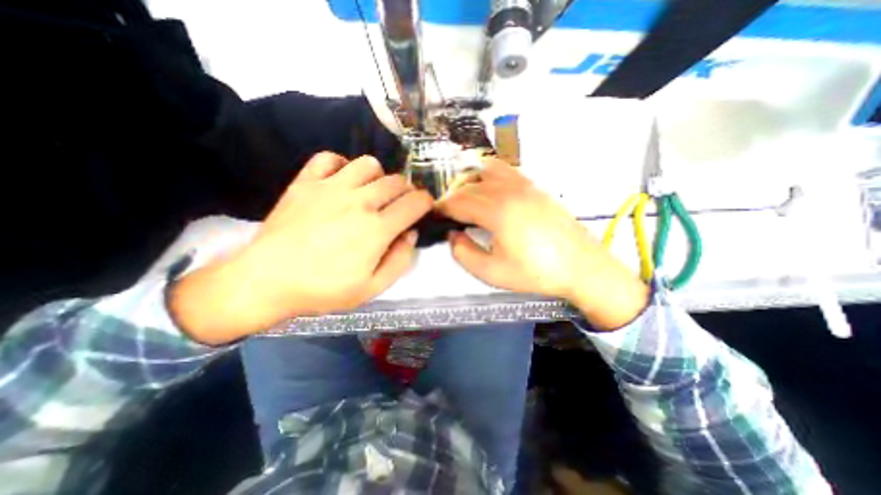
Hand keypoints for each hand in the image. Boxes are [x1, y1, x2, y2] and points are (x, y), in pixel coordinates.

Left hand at [170, 150, 431, 344]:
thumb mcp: (372, 288)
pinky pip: (329, 157)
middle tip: (400, 204)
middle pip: (396, 181)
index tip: (424, 208)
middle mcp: (359, 202)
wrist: (266, 281)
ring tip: (372, 193)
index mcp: (377, 229)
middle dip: (407, 191)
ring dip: (379, 177)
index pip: (415, 203)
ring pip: (369, 164)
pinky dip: (342, 165)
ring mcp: (330, 188)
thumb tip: (411, 234)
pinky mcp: (306, 182)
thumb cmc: (323, 289)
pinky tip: (342, 181)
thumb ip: (400, 261)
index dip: (426, 203)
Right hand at [438, 158, 647, 330]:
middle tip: (447, 214)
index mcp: (497, 212)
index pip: (459, 202)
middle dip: (453, 198)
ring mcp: (524, 186)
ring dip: (469, 184)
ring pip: (485, 173)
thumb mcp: (492, 273)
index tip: (434, 215)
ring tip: (466, 201)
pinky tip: (489, 190)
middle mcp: (509, 191)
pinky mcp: (535, 187)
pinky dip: (489, 175)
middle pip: (469, 186)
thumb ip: (464, 254)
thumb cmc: (536, 273)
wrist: (580, 266)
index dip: (442, 208)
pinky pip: (506, 171)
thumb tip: (453, 236)